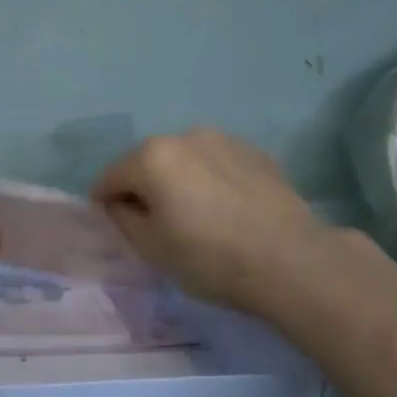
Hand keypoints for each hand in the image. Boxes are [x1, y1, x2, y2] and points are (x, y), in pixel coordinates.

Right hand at [91, 129, 332, 314]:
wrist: (291, 261)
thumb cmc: (209, 257)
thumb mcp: (151, 248)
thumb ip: (123, 219)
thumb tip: (121, 203)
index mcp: (151, 156)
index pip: (109, 177)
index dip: (104, 204)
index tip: (114, 227)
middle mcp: (184, 135)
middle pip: (146, 162)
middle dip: (143, 188)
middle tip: (155, 224)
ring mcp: (223, 139)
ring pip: (183, 160)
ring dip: (178, 181)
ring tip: (194, 215)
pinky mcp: (255, 152)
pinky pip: (215, 164)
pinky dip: (209, 180)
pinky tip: (225, 209)